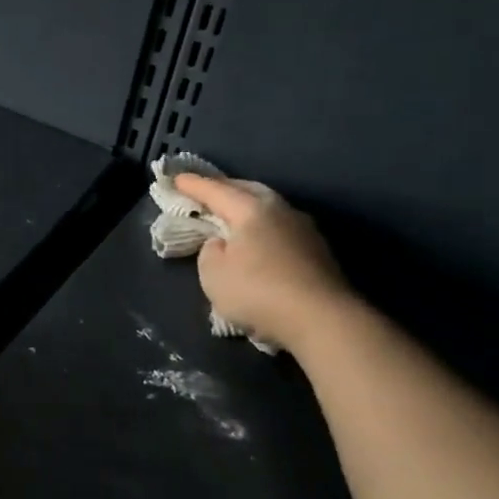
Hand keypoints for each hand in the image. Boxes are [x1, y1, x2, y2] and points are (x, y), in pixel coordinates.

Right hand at [173, 174, 352, 349]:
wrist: (322, 319)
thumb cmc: (258, 292)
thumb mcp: (213, 274)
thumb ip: (210, 251)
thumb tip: (223, 243)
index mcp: (251, 209)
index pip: (215, 191)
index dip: (193, 185)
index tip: (176, 179)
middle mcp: (280, 210)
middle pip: (247, 191)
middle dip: (224, 189)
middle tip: (206, 193)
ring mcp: (304, 229)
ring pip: (268, 208)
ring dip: (247, 210)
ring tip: (231, 217)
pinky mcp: (317, 251)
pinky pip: (280, 229)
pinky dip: (263, 230)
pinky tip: (258, 243)